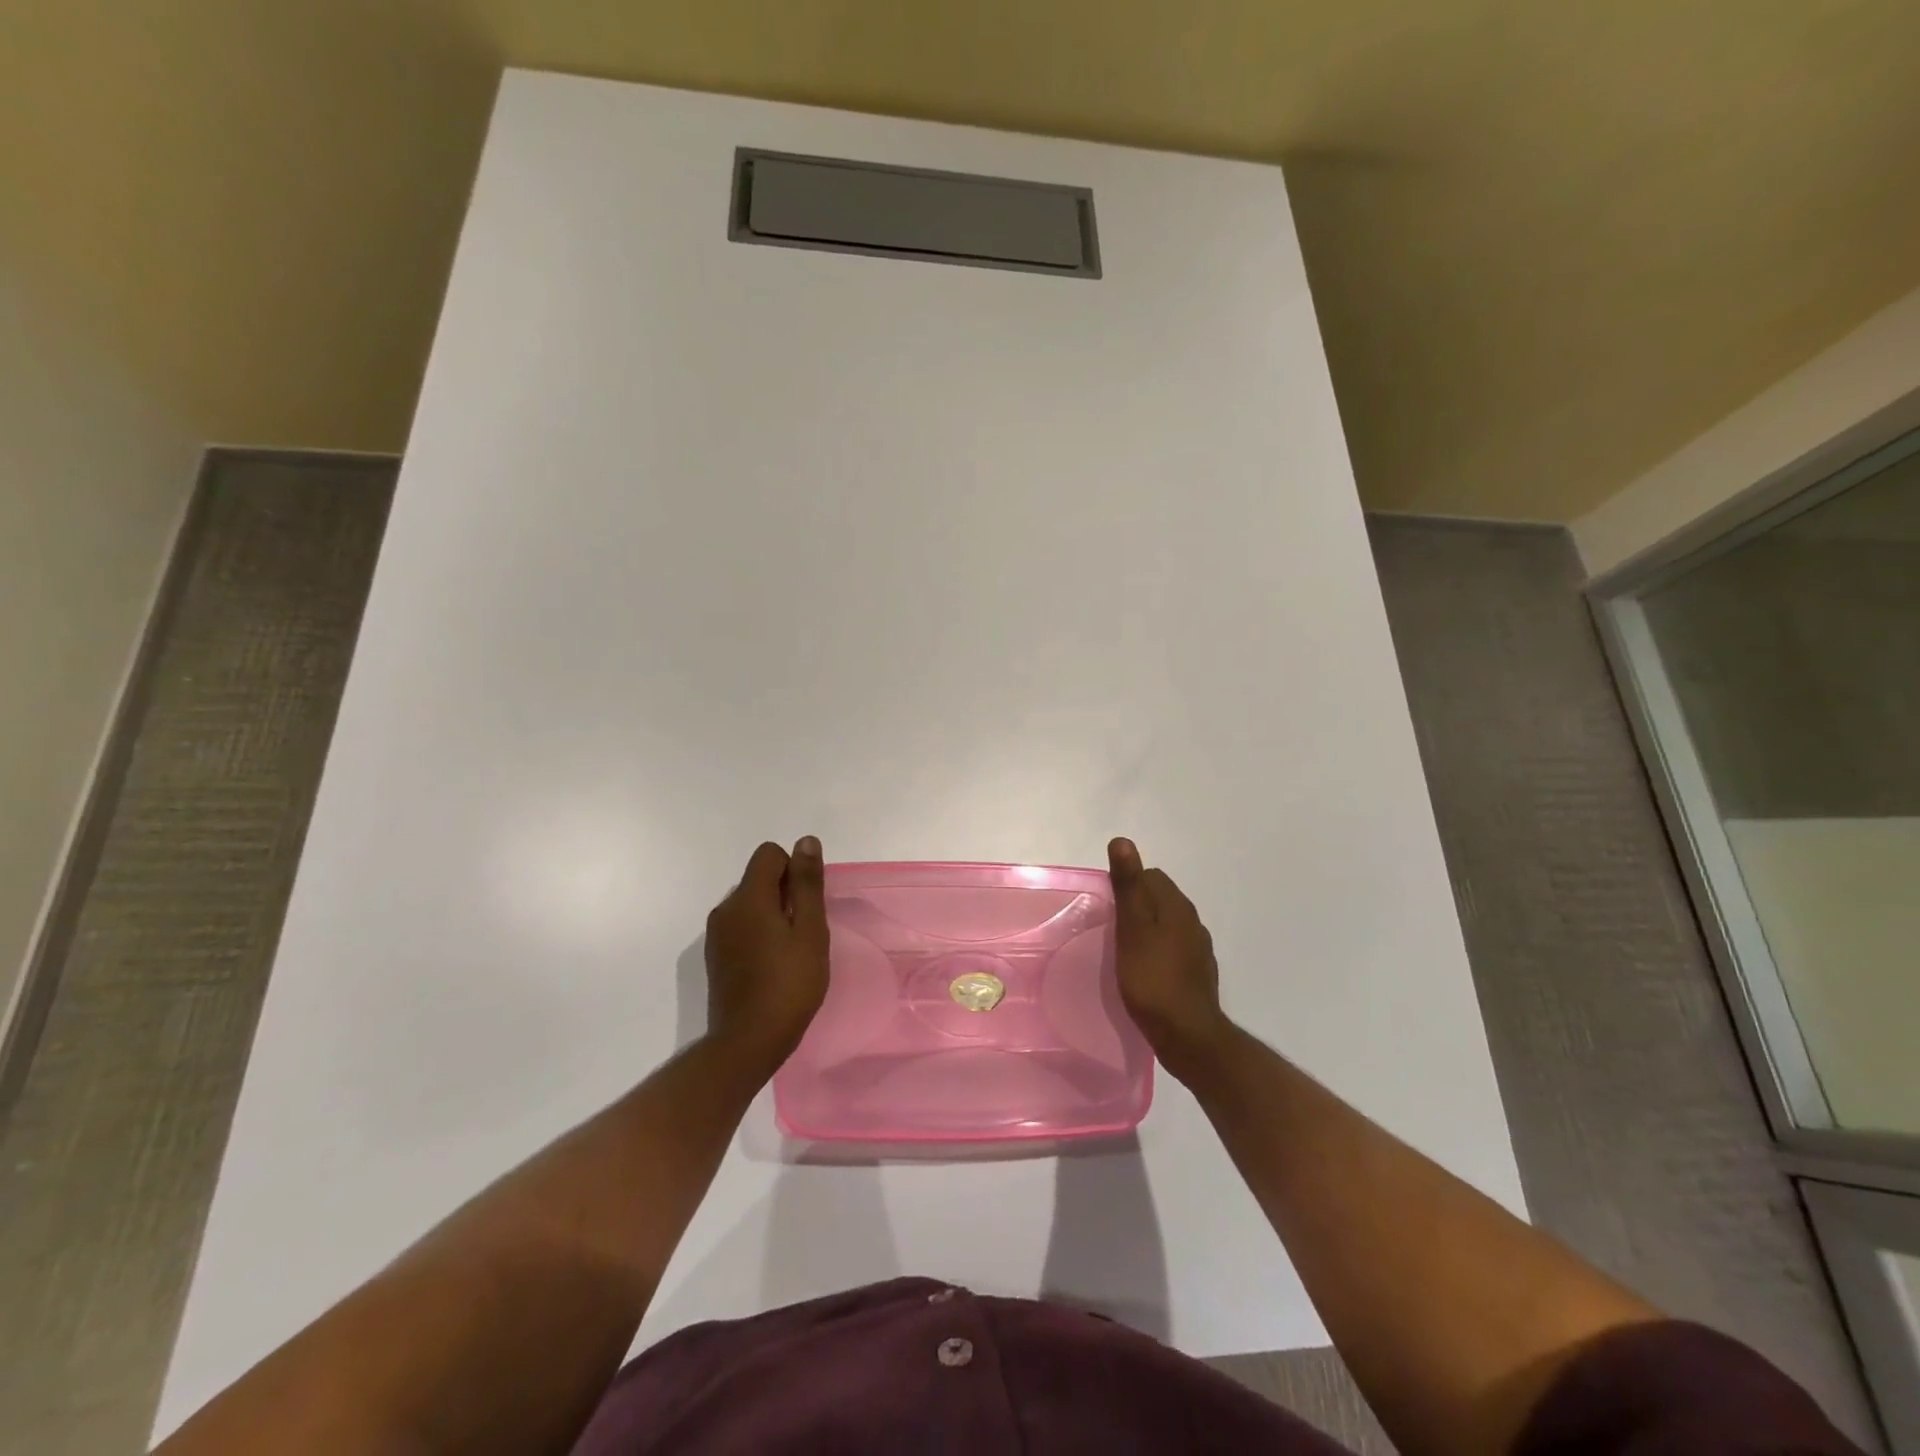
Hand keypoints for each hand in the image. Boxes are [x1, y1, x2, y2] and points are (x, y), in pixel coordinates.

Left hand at [703, 838, 830, 1067]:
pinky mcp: (715, 956)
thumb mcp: (810, 931)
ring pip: (750, 904)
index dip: (793, 870)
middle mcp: (726, 908)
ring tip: (790, 952)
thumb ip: (807, 884)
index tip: (807, 904)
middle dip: (785, 894)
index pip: (769, 854)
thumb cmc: (789, 984)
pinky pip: (741, 926)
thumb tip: (805, 841)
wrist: (747, 1042)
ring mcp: (716, 934)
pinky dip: (759, 934)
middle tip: (804, 933)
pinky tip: (772, 966)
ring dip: (773, 915)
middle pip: (759, 878)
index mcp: (748, 897)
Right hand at [1108, 838, 1232, 1076]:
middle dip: (1136, 906)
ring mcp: (1198, 950)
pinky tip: (1144, 972)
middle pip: (1160, 899)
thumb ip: (1128, 885)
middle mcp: (1193, 922)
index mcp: (1178, 907)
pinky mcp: (1197, 974)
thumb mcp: (1132, 929)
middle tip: (1111, 928)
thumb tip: (1123, 841)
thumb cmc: (1153, 979)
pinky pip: (1173, 950)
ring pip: (1167, 926)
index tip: (1108, 906)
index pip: (1151, 876)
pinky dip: (1157, 952)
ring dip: (1147, 930)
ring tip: (1123, 949)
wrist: (1188, 1036)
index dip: (1127, 884)